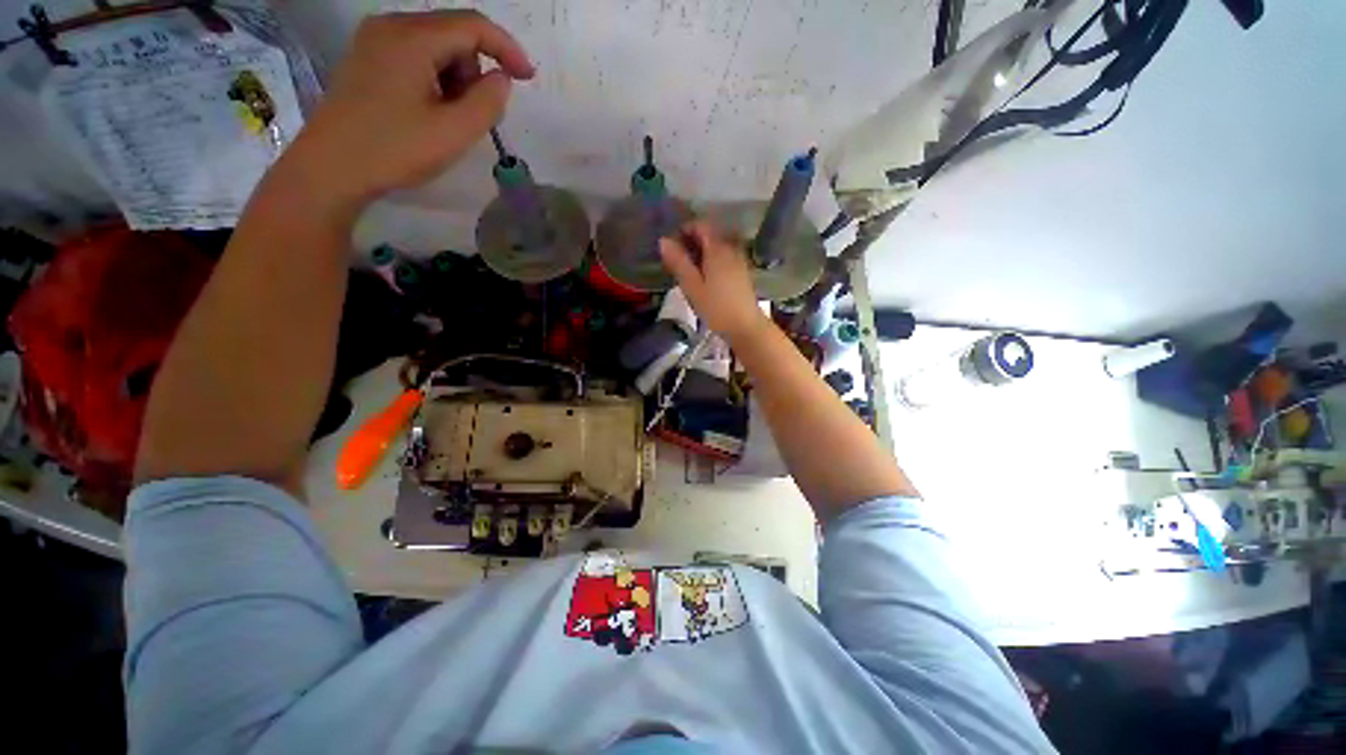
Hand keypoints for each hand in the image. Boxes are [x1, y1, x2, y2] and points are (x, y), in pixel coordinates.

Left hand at [281, 11, 534, 213]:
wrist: (330, 168)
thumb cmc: (394, 149)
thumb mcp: (454, 132)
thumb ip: (487, 103)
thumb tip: (501, 79)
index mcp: (412, 37)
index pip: (473, 25)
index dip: (507, 49)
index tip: (529, 79)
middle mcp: (391, 26)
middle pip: (454, 34)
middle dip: (476, 72)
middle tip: (473, 116)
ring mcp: (374, 40)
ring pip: (436, 47)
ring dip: (455, 80)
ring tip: (447, 119)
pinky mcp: (367, 59)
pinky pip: (416, 57)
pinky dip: (435, 81)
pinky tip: (429, 112)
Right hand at [659, 221, 768, 343]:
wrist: (745, 326)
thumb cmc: (716, 307)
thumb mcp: (692, 286)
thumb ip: (678, 262)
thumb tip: (663, 240)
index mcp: (717, 249)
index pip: (701, 225)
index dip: (684, 229)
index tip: (672, 245)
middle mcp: (730, 249)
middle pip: (710, 234)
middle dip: (692, 241)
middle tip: (677, 259)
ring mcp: (739, 260)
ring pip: (717, 246)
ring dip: (701, 251)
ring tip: (688, 270)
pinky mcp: (742, 272)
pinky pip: (724, 257)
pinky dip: (711, 260)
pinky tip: (704, 277)